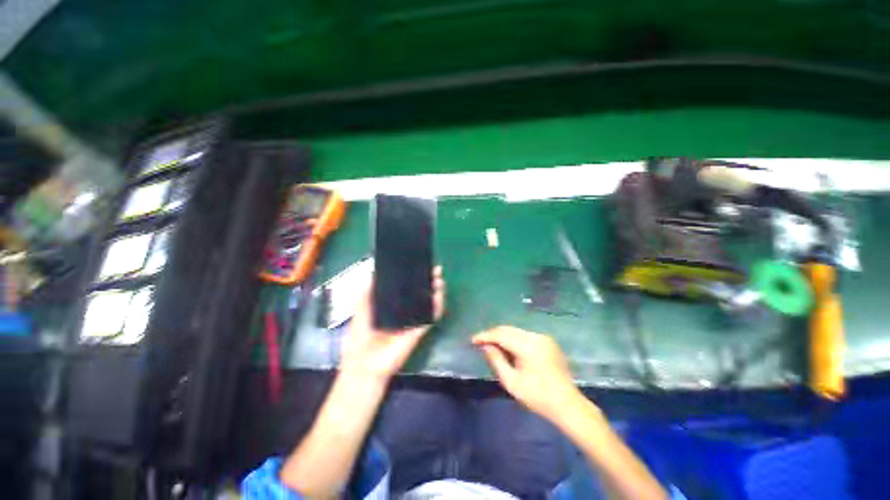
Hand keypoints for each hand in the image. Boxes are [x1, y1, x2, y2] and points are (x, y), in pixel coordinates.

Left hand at [340, 266, 444, 381]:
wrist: (364, 362)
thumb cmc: (360, 335)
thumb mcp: (361, 308)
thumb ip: (367, 291)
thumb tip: (374, 271)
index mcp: (392, 304)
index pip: (407, 287)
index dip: (414, 275)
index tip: (420, 264)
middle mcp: (405, 310)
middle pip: (421, 292)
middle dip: (429, 280)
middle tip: (435, 269)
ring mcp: (413, 320)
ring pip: (429, 302)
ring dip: (436, 291)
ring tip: (439, 279)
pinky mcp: (419, 329)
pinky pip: (431, 317)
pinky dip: (437, 307)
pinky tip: (439, 296)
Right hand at [472, 326, 583, 421]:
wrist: (568, 405)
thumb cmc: (538, 397)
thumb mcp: (512, 382)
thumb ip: (496, 360)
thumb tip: (486, 346)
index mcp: (528, 346)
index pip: (501, 334)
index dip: (485, 336)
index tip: (473, 340)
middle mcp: (536, 336)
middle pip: (508, 329)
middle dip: (493, 334)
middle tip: (480, 342)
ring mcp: (543, 338)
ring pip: (516, 331)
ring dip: (503, 336)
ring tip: (492, 345)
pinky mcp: (548, 341)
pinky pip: (525, 335)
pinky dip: (514, 339)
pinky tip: (508, 348)